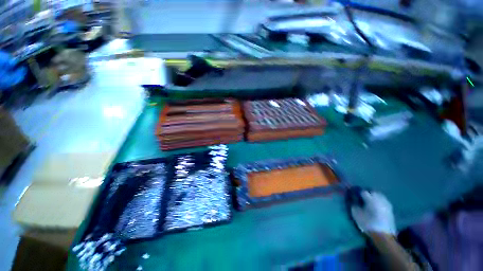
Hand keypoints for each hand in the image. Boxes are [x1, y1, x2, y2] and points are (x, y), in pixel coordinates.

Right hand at [351, 191, 395, 234]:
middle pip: (373, 191)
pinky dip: (379, 201)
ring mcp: (386, 204)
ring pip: (380, 195)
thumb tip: (353, 199)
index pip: (363, 191)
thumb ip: (354, 204)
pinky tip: (376, 205)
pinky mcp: (390, 209)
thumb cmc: (368, 223)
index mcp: (371, 199)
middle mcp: (380, 199)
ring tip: (369, 200)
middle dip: (367, 192)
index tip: (355, 195)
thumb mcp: (356, 214)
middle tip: (362, 197)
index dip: (358, 192)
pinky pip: (384, 201)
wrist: (383, 235)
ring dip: (374, 196)